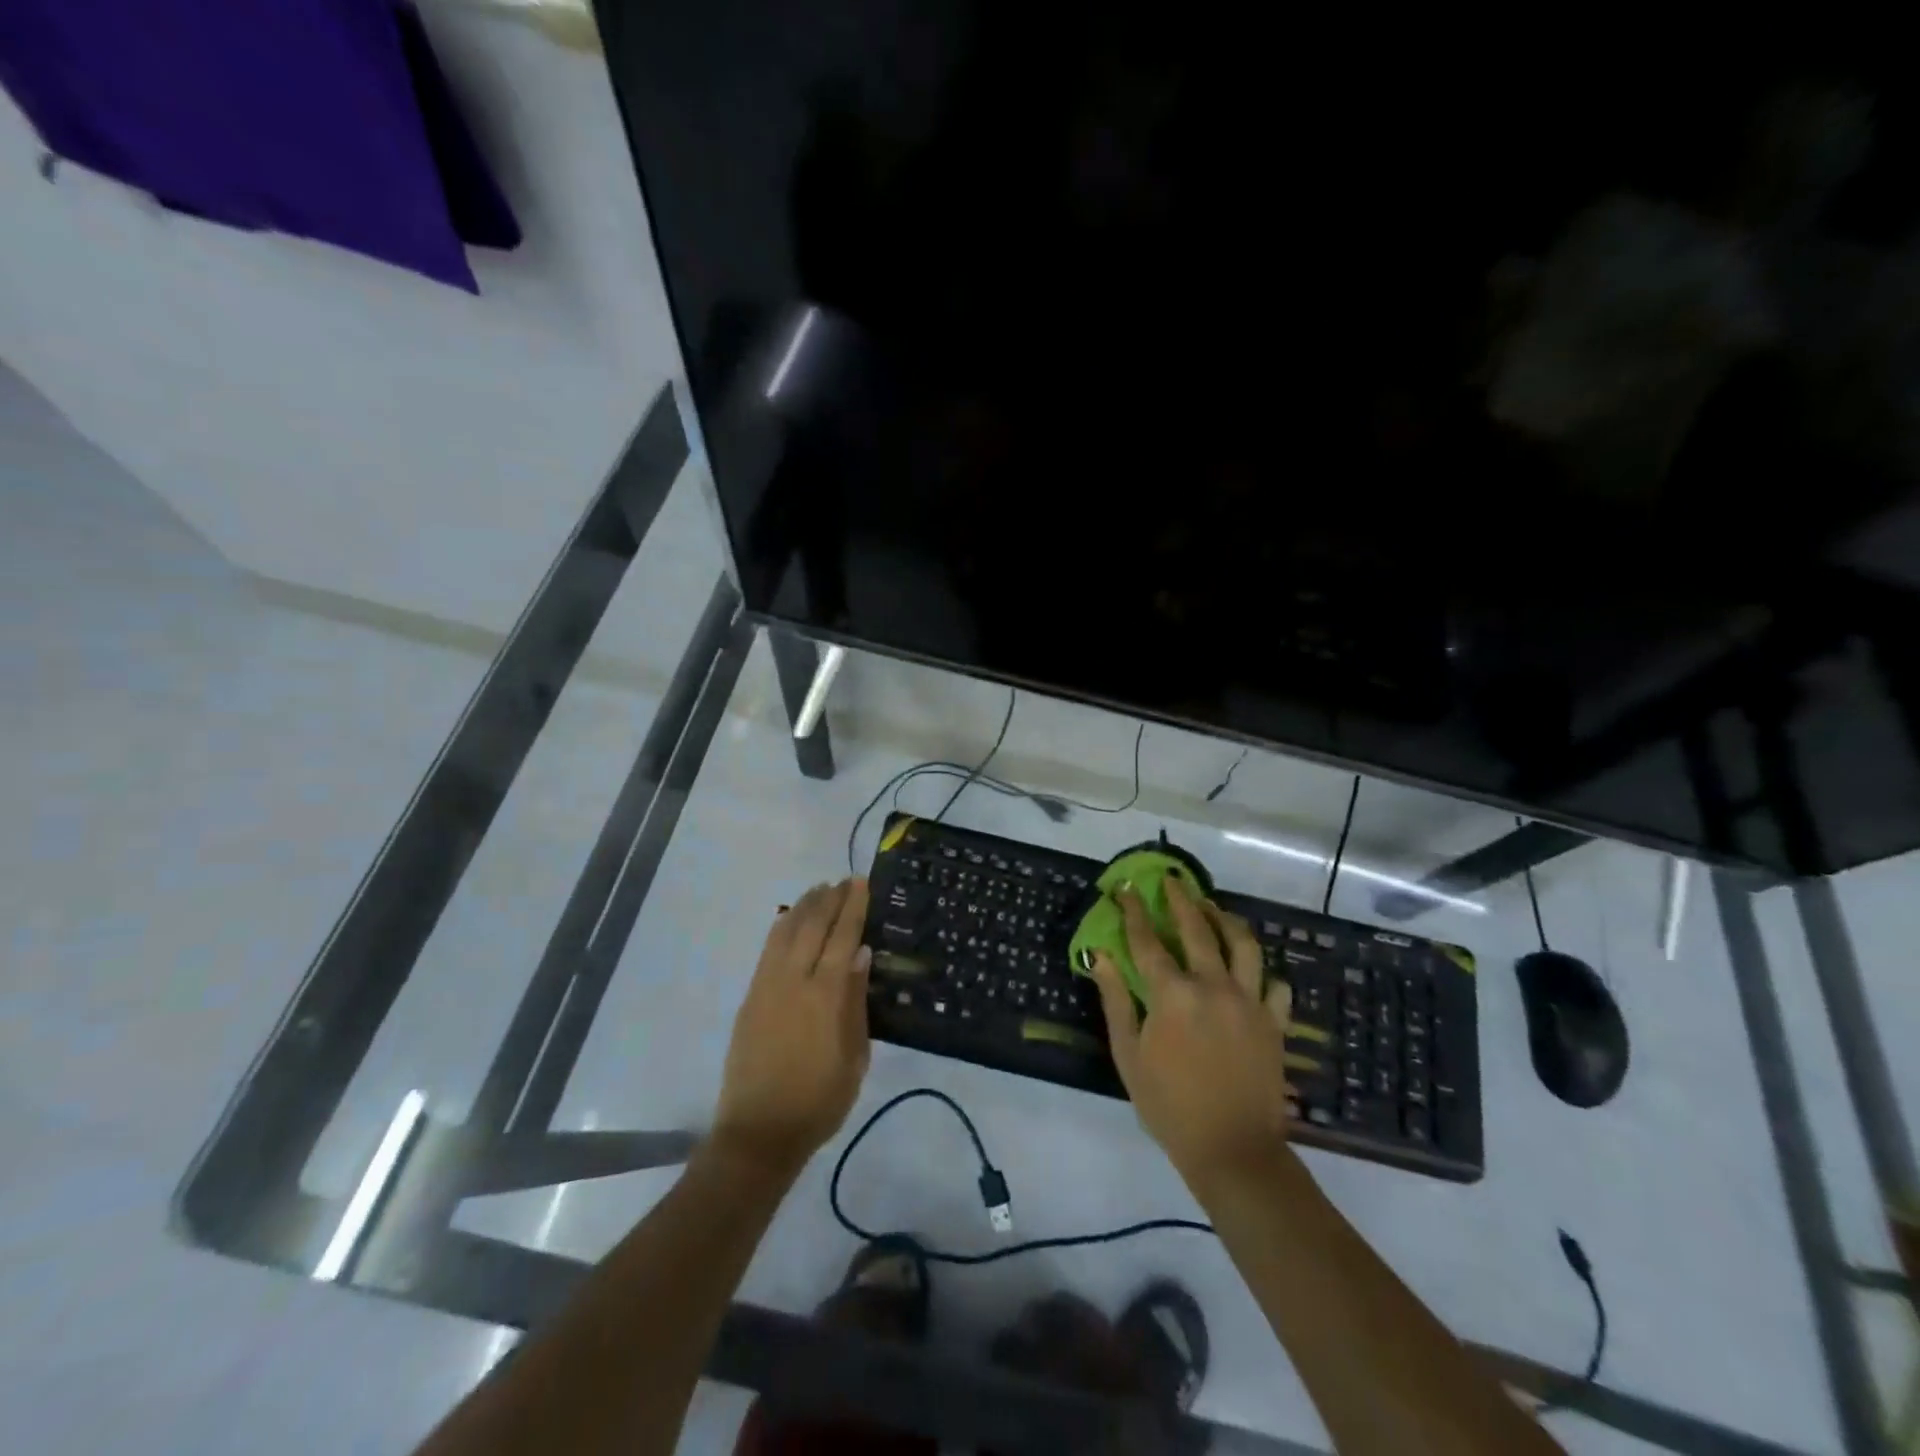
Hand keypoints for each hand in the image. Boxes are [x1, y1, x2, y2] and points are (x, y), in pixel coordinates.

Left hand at [712, 878, 872, 1173]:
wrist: (760, 1132)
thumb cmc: (819, 1101)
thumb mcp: (855, 1057)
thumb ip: (856, 1002)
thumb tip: (861, 955)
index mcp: (826, 997)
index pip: (843, 938)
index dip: (852, 907)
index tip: (860, 882)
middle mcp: (795, 981)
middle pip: (813, 926)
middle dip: (830, 899)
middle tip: (844, 880)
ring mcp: (767, 987)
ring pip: (786, 932)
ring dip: (804, 906)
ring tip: (819, 889)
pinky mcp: (750, 997)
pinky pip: (767, 951)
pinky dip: (781, 928)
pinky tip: (789, 918)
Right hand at [1090, 876, 1293, 1194]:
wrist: (1232, 1150)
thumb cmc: (1169, 1105)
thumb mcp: (1129, 1054)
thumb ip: (1116, 1000)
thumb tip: (1101, 956)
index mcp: (1173, 994)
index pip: (1147, 940)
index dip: (1133, 912)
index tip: (1125, 889)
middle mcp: (1214, 986)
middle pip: (1197, 929)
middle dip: (1181, 899)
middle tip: (1172, 880)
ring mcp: (1250, 1002)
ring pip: (1243, 945)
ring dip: (1226, 919)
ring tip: (1214, 907)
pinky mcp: (1274, 1022)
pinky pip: (1275, 985)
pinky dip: (1264, 974)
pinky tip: (1253, 971)